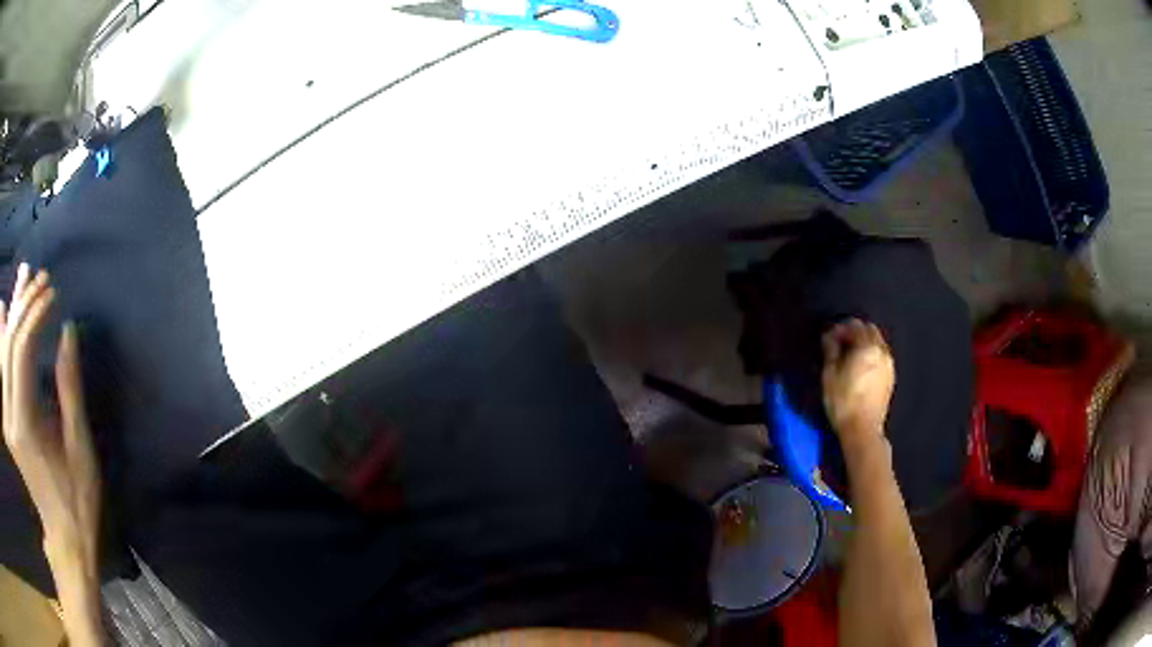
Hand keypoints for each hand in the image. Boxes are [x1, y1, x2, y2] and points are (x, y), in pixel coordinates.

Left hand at [1, 264, 98, 565]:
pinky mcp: (6, 422)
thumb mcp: (79, 447)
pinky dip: (0, 338)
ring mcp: (6, 420)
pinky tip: (1, 313)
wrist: (64, 537)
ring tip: (23, 277)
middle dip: (24, 304)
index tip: (54, 294)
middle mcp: (10, 417)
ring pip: (3, 350)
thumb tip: (67, 331)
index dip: (36, 313)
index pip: (22, 348)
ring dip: (12, 311)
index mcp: (25, 423)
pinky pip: (0, 371)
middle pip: (10, 343)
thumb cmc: (77, 498)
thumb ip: (69, 387)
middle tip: (42, 280)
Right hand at [821, 319, 894, 449]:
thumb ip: (831, 350)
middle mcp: (882, 351)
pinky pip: (881, 355)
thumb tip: (830, 336)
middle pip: (870, 330)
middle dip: (855, 332)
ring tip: (850, 356)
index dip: (840, 328)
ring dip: (864, 343)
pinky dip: (871, 354)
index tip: (829, 338)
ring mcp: (889, 364)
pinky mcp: (890, 377)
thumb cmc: (843, 402)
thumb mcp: (829, 374)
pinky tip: (861, 368)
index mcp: (867, 347)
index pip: (854, 325)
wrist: (863, 430)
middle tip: (840, 344)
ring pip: (877, 342)